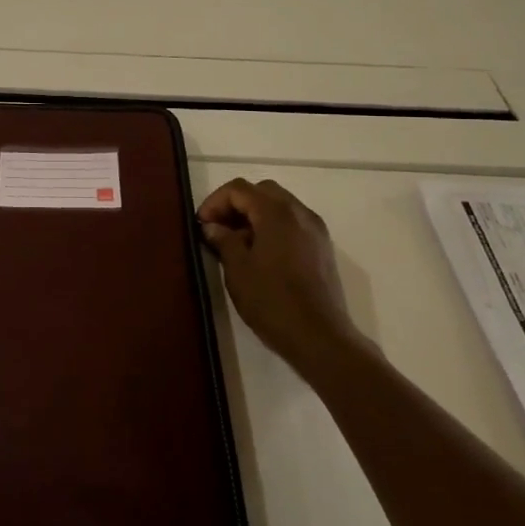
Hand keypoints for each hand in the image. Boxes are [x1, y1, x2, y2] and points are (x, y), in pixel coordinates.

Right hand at [197, 178, 362, 373]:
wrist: (319, 337)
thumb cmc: (272, 301)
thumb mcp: (237, 269)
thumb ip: (224, 240)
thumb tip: (213, 227)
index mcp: (277, 212)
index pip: (239, 188)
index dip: (215, 201)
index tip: (202, 225)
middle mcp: (299, 212)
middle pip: (262, 191)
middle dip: (236, 204)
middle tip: (218, 228)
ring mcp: (315, 229)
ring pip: (279, 206)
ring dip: (254, 215)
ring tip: (236, 243)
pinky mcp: (322, 248)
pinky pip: (292, 223)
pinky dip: (272, 227)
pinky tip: (260, 254)